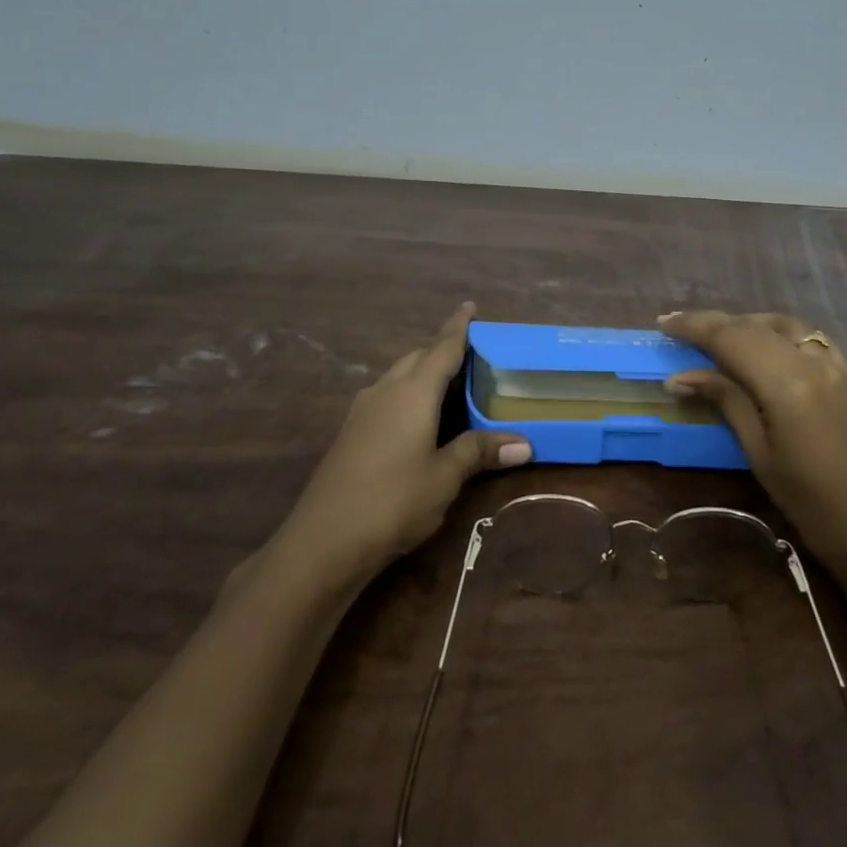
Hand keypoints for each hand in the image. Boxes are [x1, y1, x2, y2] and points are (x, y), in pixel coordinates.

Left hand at [285, 303, 531, 579]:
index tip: (469, 305)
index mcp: (413, 392)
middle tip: (470, 356)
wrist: (323, 541)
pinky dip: (407, 395)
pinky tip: (417, 420)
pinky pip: (386, 398)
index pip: (442, 348)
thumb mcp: (444, 477)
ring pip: (397, 377)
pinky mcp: (350, 434)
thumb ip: (479, 452)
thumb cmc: (393, 500)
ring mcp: (362, 412)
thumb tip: (523, 443)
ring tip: (448, 385)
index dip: (457, 326)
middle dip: (441, 351)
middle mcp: (385, 391)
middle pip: (417, 358)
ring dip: (421, 373)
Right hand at [659, 310, 846, 564]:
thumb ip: (725, 401)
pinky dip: (777, 332)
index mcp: (786, 382)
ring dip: (746, 323)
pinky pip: (807, 337)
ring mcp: (835, 364)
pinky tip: (765, 346)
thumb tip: (680, 377)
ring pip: (782, 324)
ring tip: (717, 335)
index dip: (694, 326)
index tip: (664, 323)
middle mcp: (812, 360)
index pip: (731, 338)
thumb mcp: (759, 453)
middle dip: (714, 322)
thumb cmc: (810, 502)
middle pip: (754, 326)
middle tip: (679, 327)